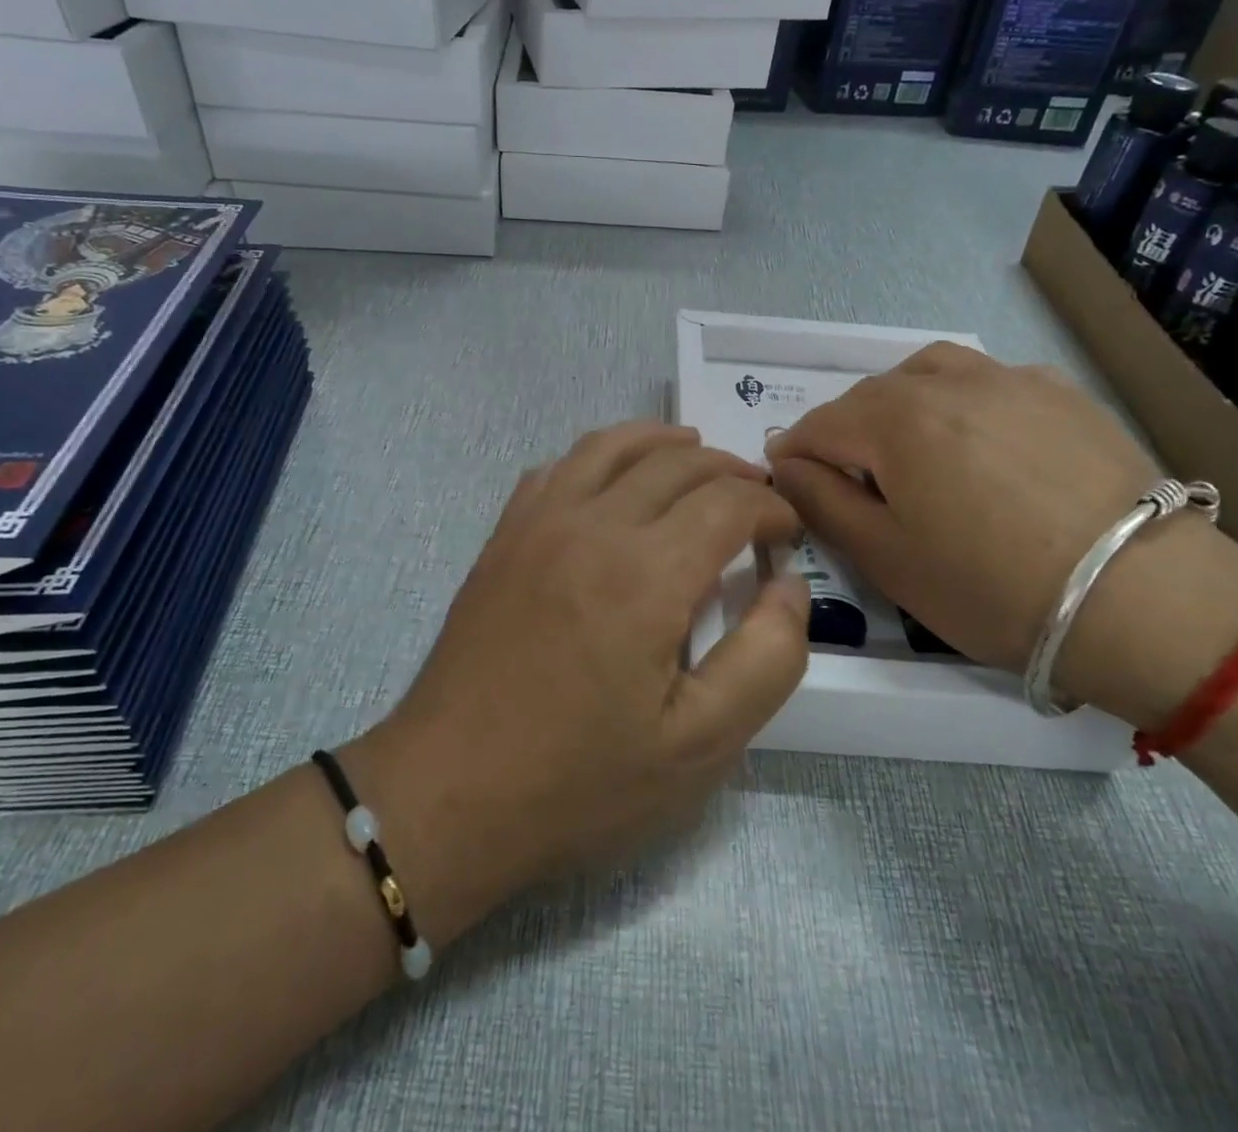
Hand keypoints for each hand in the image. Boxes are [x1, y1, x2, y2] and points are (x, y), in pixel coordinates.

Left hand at [344, 423, 809, 944]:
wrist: (448, 794)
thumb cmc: (580, 780)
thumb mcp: (701, 745)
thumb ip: (768, 658)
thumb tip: (789, 586)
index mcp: (646, 573)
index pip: (727, 502)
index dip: (770, 509)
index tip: (787, 534)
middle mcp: (591, 525)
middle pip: (675, 462)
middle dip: (728, 471)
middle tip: (755, 497)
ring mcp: (538, 523)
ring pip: (611, 446)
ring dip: (662, 443)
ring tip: (693, 453)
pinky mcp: (503, 537)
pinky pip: (557, 468)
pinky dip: (599, 457)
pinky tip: (611, 481)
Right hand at [765, 345, 1237, 724]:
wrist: (1146, 600)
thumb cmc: (993, 588)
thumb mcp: (886, 558)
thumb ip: (823, 502)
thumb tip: (788, 465)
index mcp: (894, 420)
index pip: (818, 425)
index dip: (795, 455)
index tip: (789, 483)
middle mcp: (946, 381)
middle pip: (869, 396)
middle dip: (844, 432)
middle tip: (850, 480)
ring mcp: (1009, 379)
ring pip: (927, 373)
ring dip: (899, 404)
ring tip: (908, 446)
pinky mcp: (1060, 392)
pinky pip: (987, 380)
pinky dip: (960, 400)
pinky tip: (979, 440)